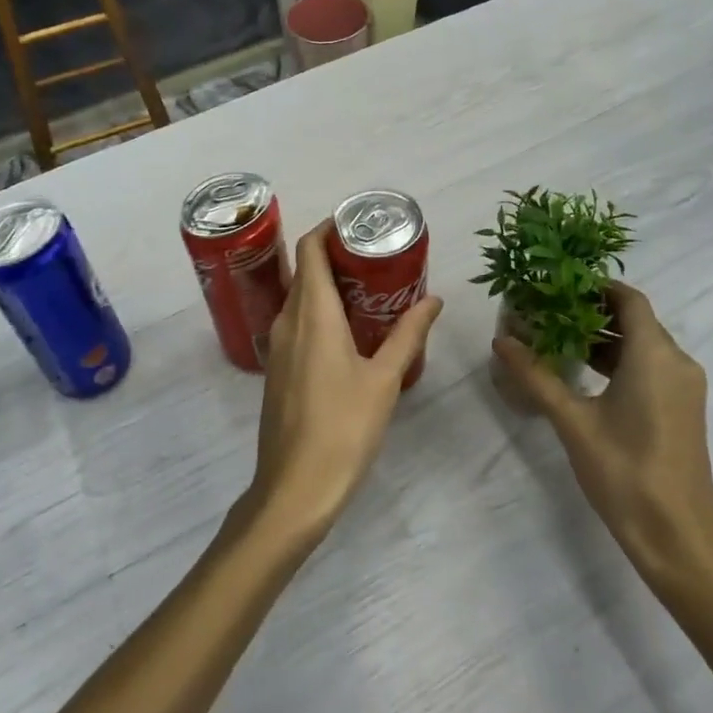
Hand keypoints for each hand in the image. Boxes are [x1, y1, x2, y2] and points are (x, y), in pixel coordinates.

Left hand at [244, 221, 442, 546]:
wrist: (294, 488)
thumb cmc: (343, 428)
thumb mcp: (385, 379)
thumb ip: (408, 335)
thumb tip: (434, 300)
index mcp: (311, 314)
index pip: (310, 249)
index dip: (330, 228)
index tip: (361, 225)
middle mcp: (287, 320)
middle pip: (305, 269)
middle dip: (338, 255)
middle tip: (378, 256)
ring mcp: (277, 345)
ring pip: (300, 297)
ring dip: (330, 285)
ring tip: (371, 289)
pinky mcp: (278, 368)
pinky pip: (298, 322)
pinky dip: (321, 311)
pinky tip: (352, 330)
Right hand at [493, 281, 712, 597]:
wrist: (678, 537)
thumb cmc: (625, 472)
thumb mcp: (572, 421)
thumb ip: (536, 375)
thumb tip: (501, 340)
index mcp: (655, 356)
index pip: (629, 299)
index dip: (596, 286)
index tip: (558, 285)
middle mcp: (677, 362)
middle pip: (636, 320)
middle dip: (592, 312)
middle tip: (549, 311)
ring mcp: (684, 387)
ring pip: (643, 345)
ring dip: (605, 338)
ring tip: (558, 339)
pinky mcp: (683, 408)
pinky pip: (651, 367)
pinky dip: (621, 361)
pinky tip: (585, 373)